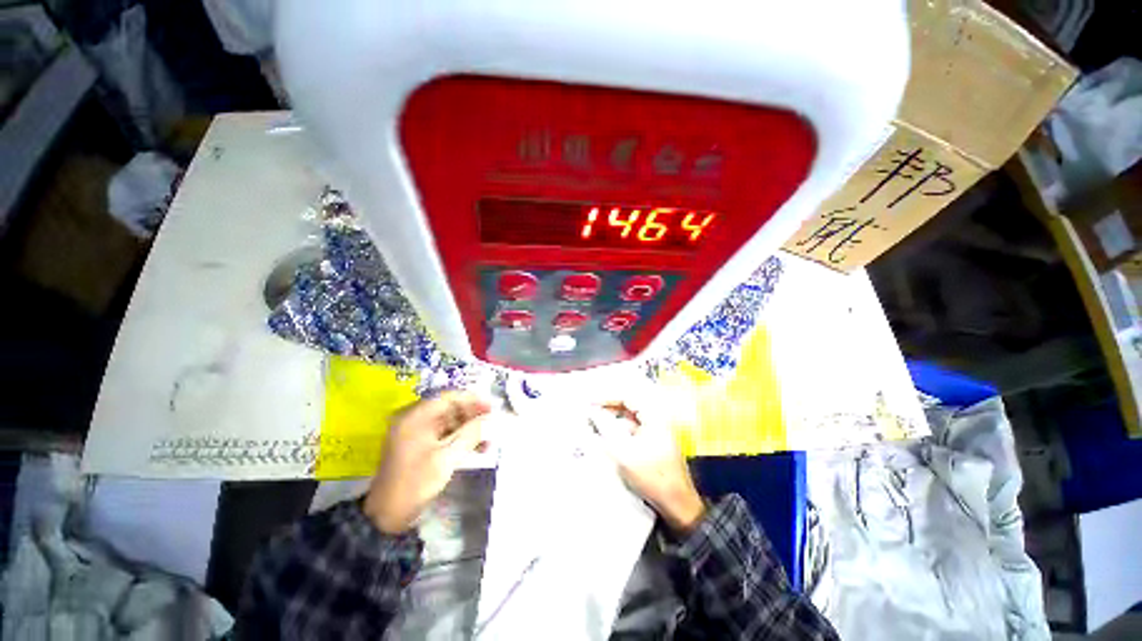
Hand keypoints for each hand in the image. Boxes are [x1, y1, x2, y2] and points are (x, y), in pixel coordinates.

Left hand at [364, 391, 492, 533]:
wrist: (386, 516)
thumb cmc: (415, 483)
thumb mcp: (447, 458)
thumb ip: (471, 434)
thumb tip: (491, 419)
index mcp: (415, 416)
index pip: (449, 397)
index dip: (473, 399)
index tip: (492, 407)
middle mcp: (414, 418)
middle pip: (450, 408)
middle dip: (473, 416)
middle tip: (493, 423)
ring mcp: (416, 432)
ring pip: (450, 421)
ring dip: (469, 429)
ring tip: (488, 440)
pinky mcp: (419, 444)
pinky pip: (444, 433)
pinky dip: (460, 438)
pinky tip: (477, 448)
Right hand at [592, 400, 705, 532]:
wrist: (678, 504)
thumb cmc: (652, 476)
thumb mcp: (624, 452)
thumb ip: (605, 429)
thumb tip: (592, 413)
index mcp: (654, 416)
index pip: (627, 397)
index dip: (606, 397)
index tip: (590, 402)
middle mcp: (657, 419)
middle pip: (629, 406)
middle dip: (609, 407)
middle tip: (590, 411)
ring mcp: (657, 432)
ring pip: (630, 419)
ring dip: (613, 419)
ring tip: (595, 423)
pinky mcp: (654, 444)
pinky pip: (633, 430)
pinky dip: (620, 431)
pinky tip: (607, 438)